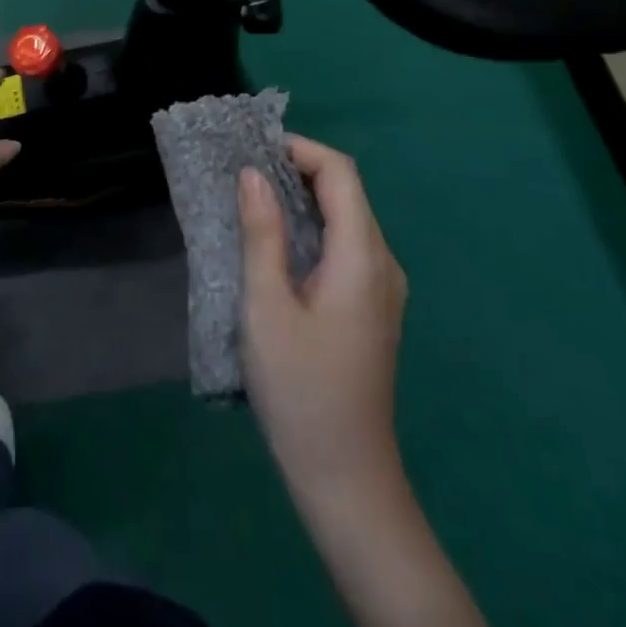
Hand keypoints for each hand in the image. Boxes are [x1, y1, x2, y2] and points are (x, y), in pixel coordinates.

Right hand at [239, 135, 407, 499]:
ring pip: (346, 218)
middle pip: (347, 192)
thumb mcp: (266, 306)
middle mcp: (383, 263)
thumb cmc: (300, 388)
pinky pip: (346, 245)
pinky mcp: (372, 307)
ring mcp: (383, 288)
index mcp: (362, 257)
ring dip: (302, 198)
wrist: (346, 476)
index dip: (300, 149)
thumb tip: (252, 173)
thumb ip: (261, 233)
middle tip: (243, 172)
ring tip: (251, 200)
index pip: (340, 173)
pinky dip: (312, 227)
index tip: (252, 151)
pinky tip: (277, 243)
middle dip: (297, 169)